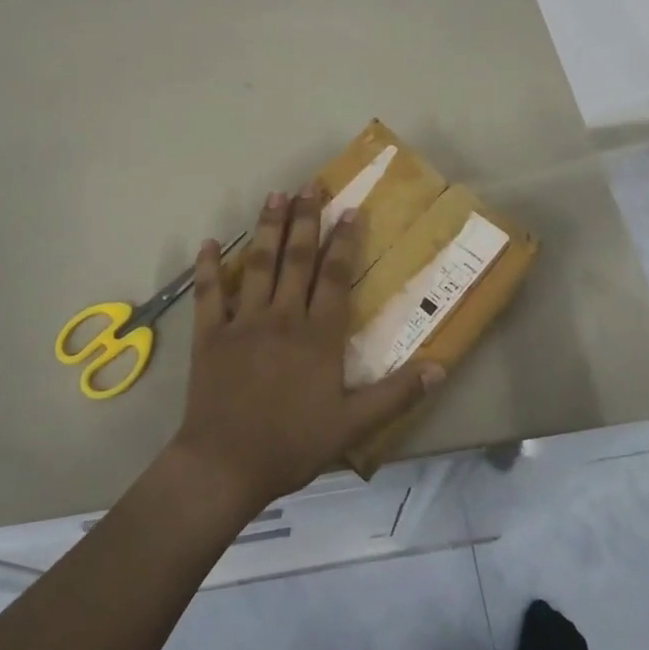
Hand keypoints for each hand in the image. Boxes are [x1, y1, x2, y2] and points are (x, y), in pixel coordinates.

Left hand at [168, 185, 444, 514]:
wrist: (225, 465)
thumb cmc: (292, 444)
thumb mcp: (353, 425)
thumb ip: (397, 393)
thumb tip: (440, 366)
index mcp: (317, 335)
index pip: (334, 276)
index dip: (344, 241)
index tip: (350, 210)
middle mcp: (282, 316)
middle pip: (296, 258)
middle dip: (305, 219)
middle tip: (310, 185)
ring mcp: (243, 321)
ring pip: (257, 264)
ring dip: (267, 228)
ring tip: (275, 195)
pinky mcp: (210, 334)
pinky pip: (208, 293)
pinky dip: (207, 267)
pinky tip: (208, 242)